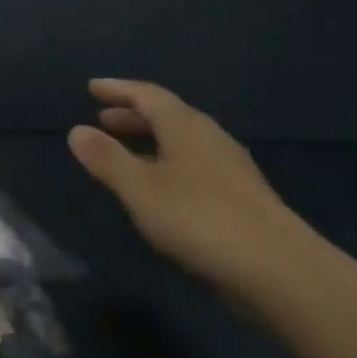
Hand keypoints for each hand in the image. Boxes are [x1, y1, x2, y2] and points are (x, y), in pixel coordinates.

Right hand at [68, 79, 321, 290]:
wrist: (280, 271)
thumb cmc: (200, 219)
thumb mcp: (140, 189)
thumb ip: (107, 159)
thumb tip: (76, 130)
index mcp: (186, 127)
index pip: (148, 95)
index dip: (118, 90)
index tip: (93, 87)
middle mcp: (210, 139)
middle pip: (168, 116)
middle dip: (133, 115)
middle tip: (103, 119)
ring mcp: (230, 168)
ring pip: (183, 142)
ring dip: (151, 140)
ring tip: (125, 151)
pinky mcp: (241, 197)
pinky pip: (194, 164)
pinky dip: (168, 163)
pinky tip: (160, 187)